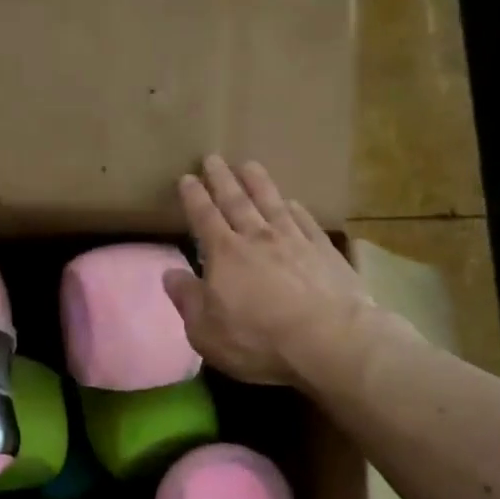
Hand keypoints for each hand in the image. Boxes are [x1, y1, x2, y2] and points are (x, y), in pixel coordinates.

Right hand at [165, 156, 399, 384]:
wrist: (329, 340)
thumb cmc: (258, 340)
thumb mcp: (206, 331)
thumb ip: (187, 300)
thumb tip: (169, 274)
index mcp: (224, 254)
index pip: (204, 217)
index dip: (194, 197)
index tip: (186, 178)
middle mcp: (257, 238)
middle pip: (236, 201)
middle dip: (221, 179)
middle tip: (213, 158)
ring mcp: (294, 241)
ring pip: (271, 202)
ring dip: (258, 182)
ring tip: (248, 165)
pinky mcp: (324, 251)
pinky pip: (305, 221)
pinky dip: (295, 208)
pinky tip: (292, 202)